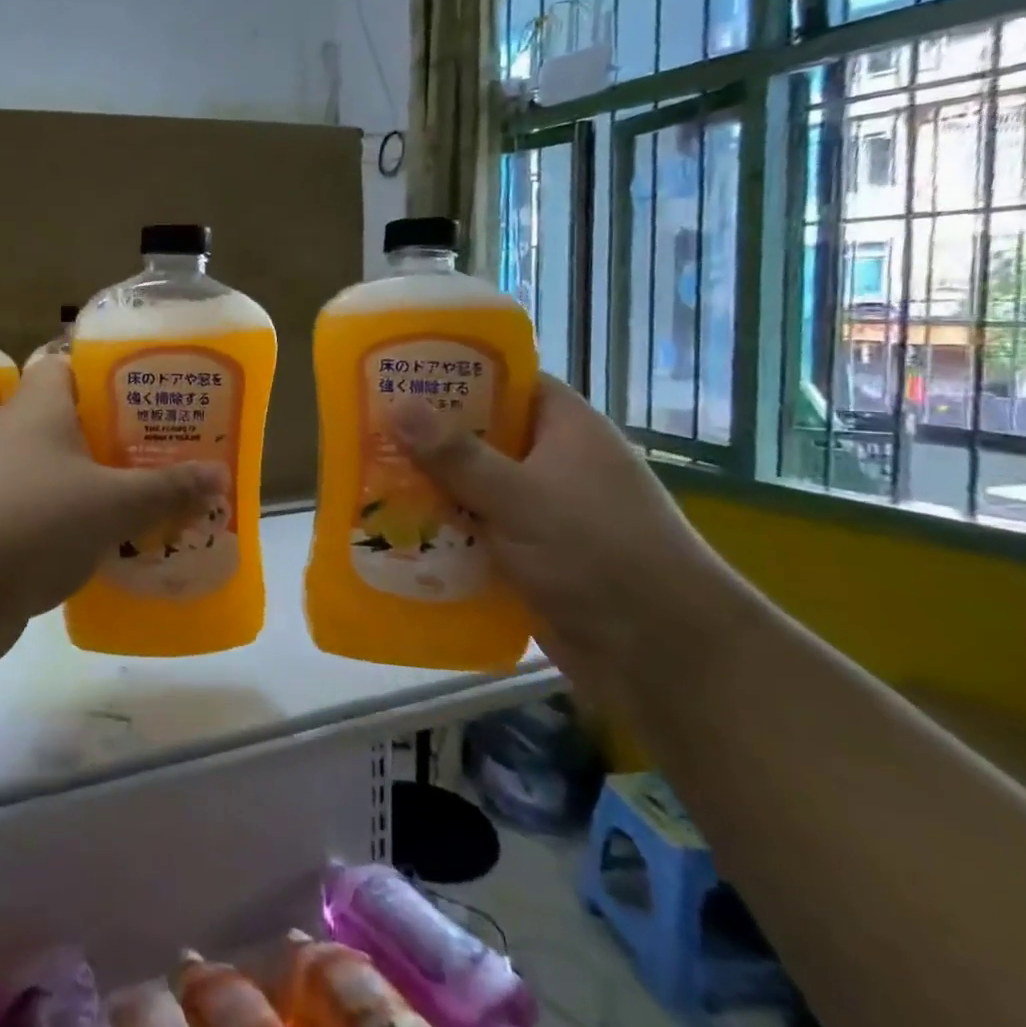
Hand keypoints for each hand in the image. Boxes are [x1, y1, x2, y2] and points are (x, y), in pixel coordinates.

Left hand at [0, 357, 225, 662]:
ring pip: (62, 474)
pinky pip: (47, 517)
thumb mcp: (111, 503)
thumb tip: (220, 475)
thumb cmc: (31, 520)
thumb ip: (166, 489)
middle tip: (171, 450)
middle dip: (120, 438)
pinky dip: (78, 528)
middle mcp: (15, 436)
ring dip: (102, 487)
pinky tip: (116, 547)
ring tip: (155, 499)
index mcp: (39, 407)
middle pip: (74, 422)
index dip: (110, 370)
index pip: (70, 364)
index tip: (154, 389)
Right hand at [392, 374, 740, 708]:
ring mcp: (541, 512)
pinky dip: (441, 531)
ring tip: (363, 476)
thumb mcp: (520, 495)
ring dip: (427, 487)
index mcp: (565, 428)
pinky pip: (474, 531)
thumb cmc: (598, 551)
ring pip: (471, 487)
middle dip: (426, 436)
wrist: (662, 654)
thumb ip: (457, 454)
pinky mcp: (528, 556)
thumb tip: (397, 405)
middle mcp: (553, 463)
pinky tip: (392, 531)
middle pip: (480, 436)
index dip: (456, 372)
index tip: (400, 373)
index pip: (507, 381)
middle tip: (366, 426)